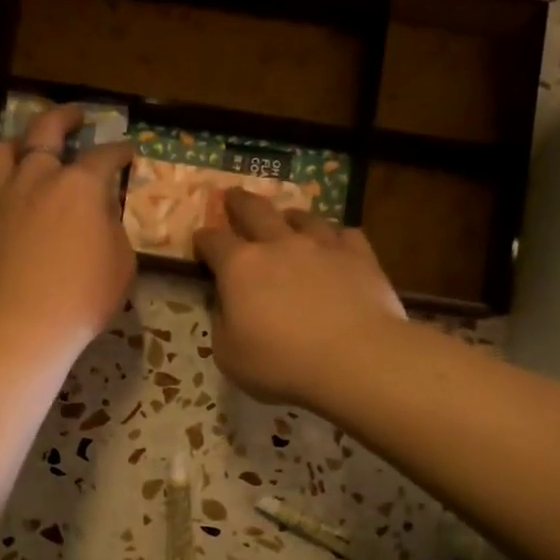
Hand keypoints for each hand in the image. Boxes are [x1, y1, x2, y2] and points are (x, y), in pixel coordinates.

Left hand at [0, 105, 136, 350]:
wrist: (21, 326)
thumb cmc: (82, 298)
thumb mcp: (121, 264)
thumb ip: (113, 229)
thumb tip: (102, 212)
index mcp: (79, 187)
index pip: (104, 156)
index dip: (119, 150)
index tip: (128, 150)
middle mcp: (35, 179)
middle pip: (45, 131)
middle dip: (63, 117)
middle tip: (74, 116)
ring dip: (14, 146)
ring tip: (21, 150)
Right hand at [195, 190, 405, 408]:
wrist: (356, 359)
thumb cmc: (283, 363)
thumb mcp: (230, 356)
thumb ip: (222, 324)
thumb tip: (225, 305)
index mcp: (239, 267)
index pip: (213, 241)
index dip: (203, 240)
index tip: (200, 242)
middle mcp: (278, 244)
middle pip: (254, 210)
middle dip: (239, 202)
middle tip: (233, 196)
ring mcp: (321, 245)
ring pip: (302, 216)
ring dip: (289, 216)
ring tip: (287, 218)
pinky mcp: (359, 255)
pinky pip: (344, 233)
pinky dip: (334, 236)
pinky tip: (334, 243)